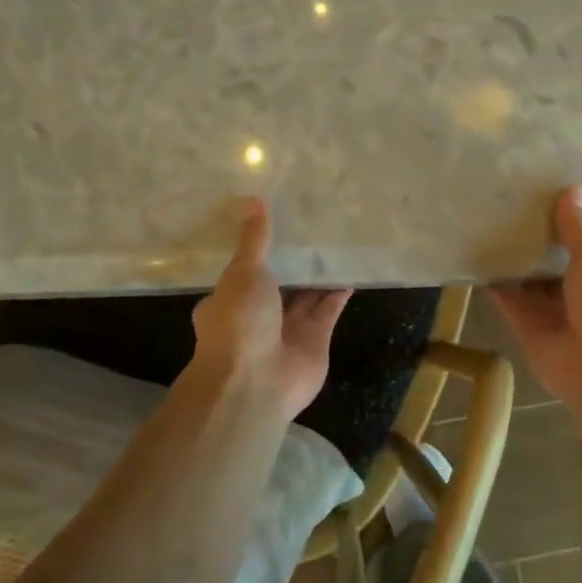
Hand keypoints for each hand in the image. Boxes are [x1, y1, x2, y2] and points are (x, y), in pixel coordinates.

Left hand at [189, 199, 351, 417]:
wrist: (255, 382)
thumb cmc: (238, 322)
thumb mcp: (242, 272)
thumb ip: (253, 240)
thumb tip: (251, 199)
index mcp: (229, 301)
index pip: (244, 272)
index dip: (260, 252)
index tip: (278, 226)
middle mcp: (258, 316)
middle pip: (279, 284)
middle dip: (294, 263)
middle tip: (314, 229)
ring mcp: (287, 330)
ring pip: (306, 297)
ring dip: (319, 276)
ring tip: (337, 244)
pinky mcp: (316, 340)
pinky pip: (329, 310)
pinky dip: (339, 293)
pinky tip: (352, 270)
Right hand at [491, 187, 581, 401]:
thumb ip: (576, 228)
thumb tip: (572, 190)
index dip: (566, 235)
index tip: (546, 210)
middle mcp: (580, 300)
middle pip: (552, 271)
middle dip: (536, 250)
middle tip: (509, 217)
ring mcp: (553, 318)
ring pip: (528, 288)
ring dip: (513, 268)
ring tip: (488, 233)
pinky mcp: (528, 332)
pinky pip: (509, 305)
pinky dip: (495, 288)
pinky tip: (478, 264)